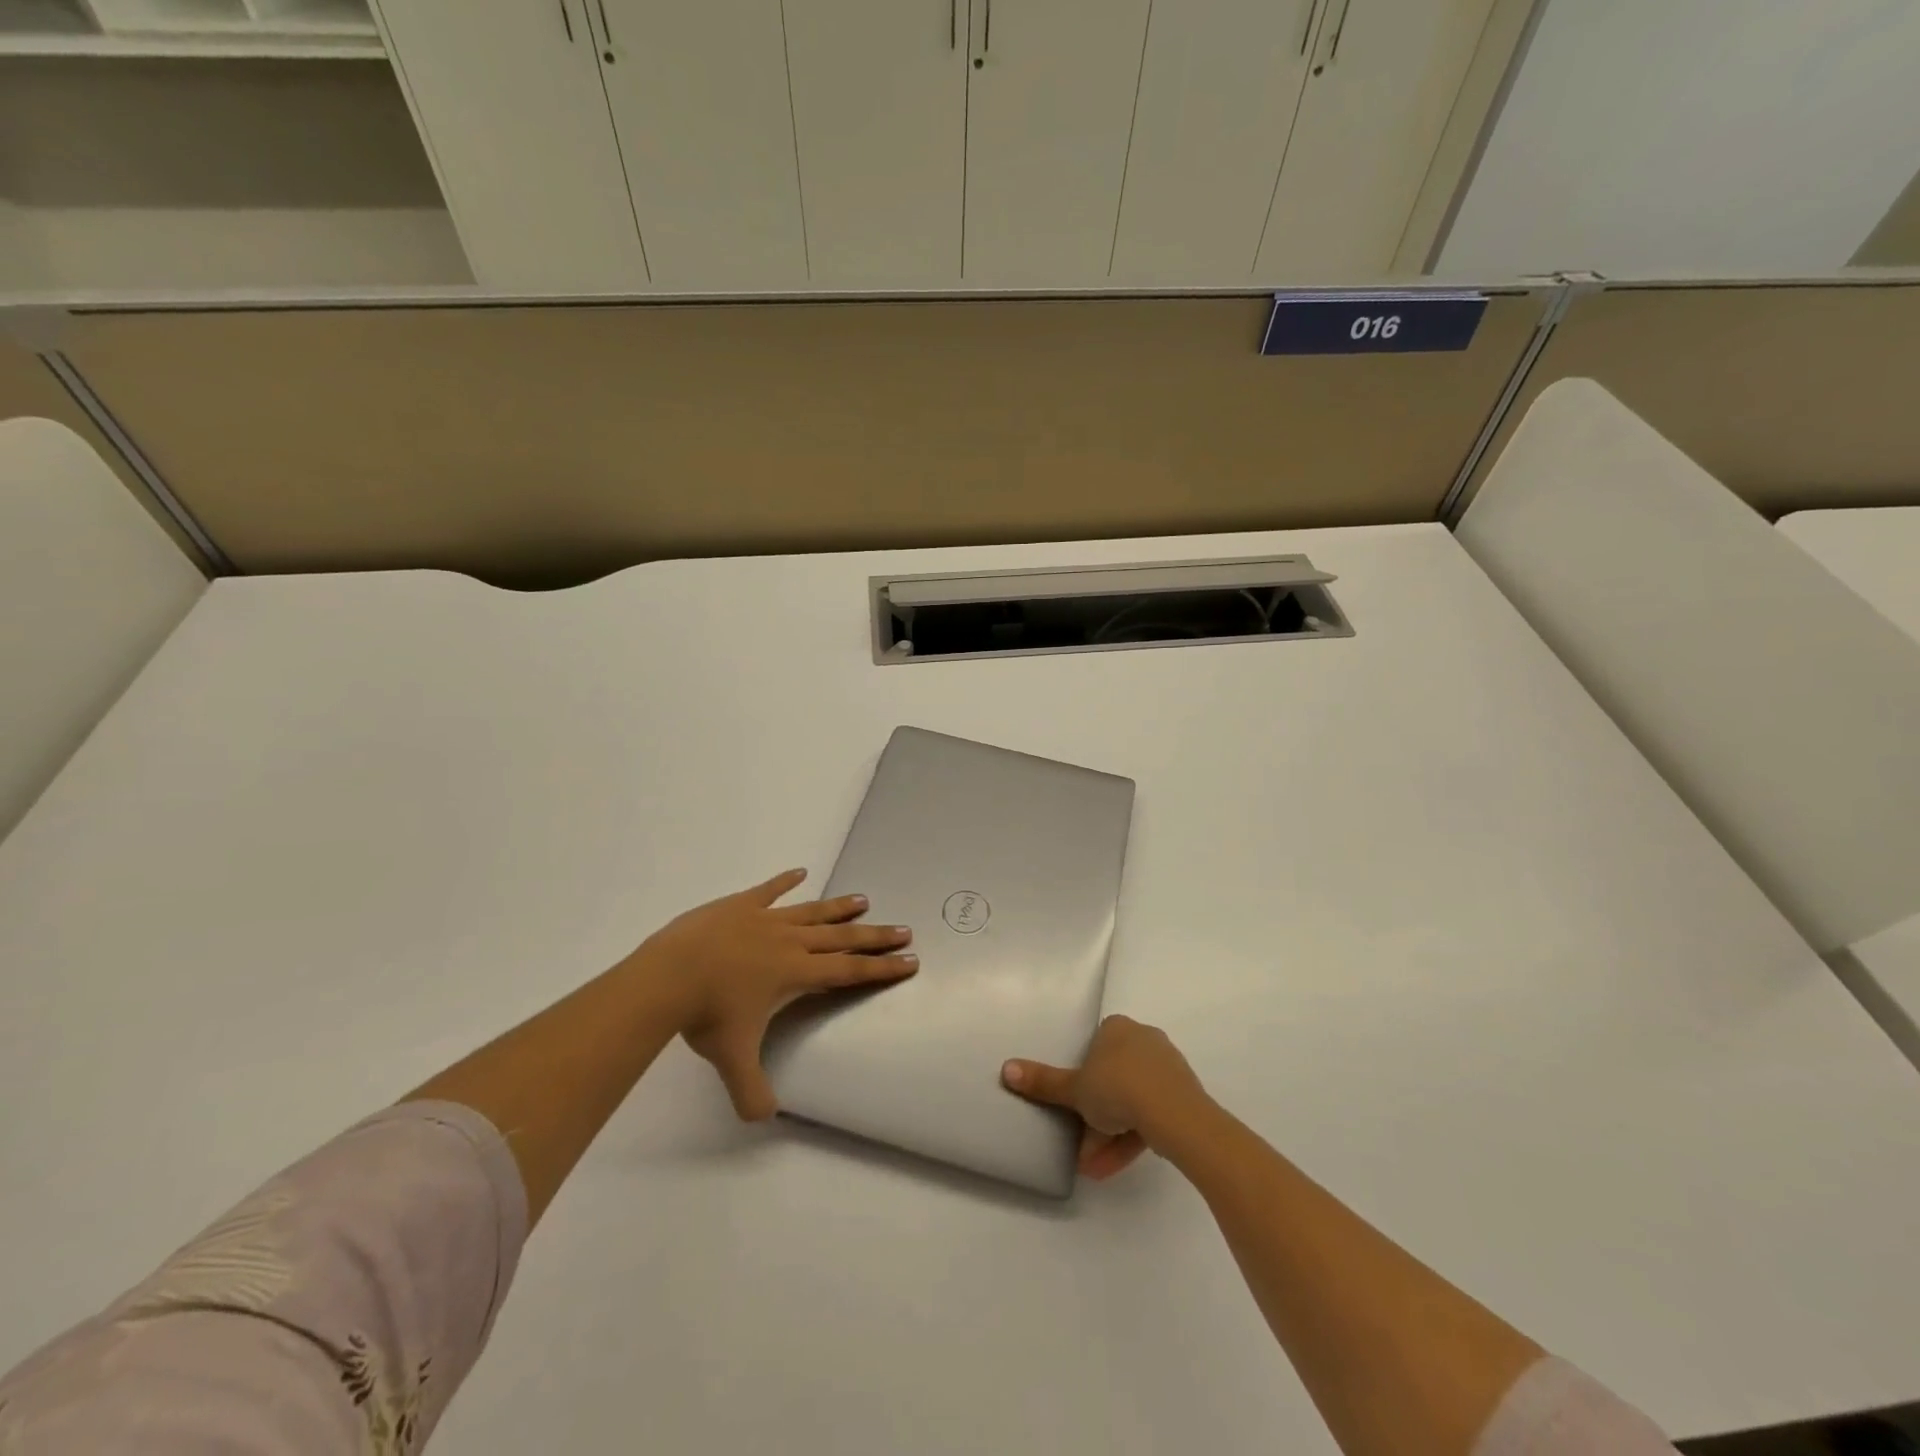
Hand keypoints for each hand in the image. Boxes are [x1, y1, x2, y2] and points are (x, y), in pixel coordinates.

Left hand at [635, 868, 916, 1120]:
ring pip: (812, 911)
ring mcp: (764, 919)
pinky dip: (785, 881)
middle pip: (841, 937)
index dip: (881, 968)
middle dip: (874, 935)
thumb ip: (751, 1090)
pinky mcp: (739, 906)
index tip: (909, 960)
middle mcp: (789, 942)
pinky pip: (769, 890)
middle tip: (903, 929)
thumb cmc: (707, 1014)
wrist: (669, 974)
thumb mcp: (731, 1059)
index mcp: (795, 973)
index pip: (849, 971)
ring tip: (864, 899)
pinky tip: (800, 871)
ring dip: (839, 907)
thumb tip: (763, 1119)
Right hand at [1001, 1014, 1208, 1179]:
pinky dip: (1131, 1138)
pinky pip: (1151, 1115)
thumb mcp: (1074, 1088)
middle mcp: (1144, 1039)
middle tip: (1078, 1143)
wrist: (1175, 1114)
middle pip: (1113, 1077)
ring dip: (1109, 1134)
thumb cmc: (1117, 1087)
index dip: (1082, 1074)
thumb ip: (1043, 1081)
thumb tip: (1006, 1069)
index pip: (1095, 1046)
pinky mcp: (1183, 1096)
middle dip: (1094, 1115)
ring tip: (1092, 1167)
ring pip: (1132, 1101)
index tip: (1072, 1102)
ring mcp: (1166, 1068)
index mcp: (1118, 1028)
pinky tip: (1111, 1167)